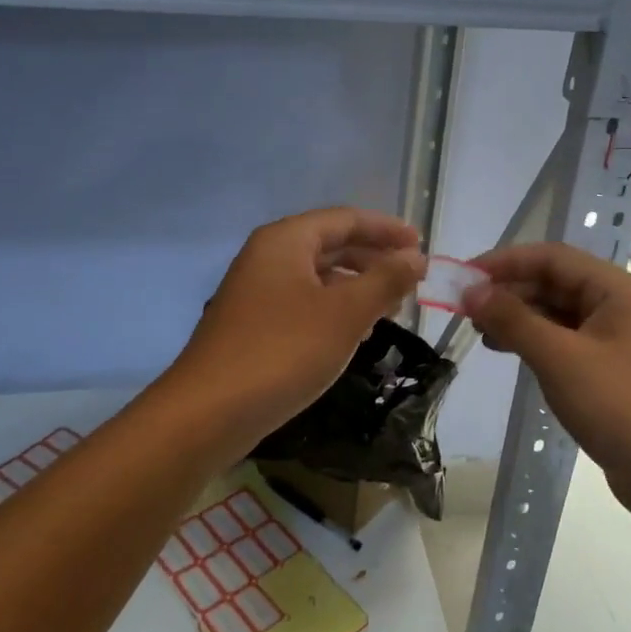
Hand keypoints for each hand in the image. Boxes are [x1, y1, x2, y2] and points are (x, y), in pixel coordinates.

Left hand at [171, 208, 425, 444]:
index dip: (386, 229)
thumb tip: (416, 257)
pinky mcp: (252, 324)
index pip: (346, 219)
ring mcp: (256, 291)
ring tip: (391, 307)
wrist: (209, 412)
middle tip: (411, 277)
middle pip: (330, 244)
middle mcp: (267, 256)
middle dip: (373, 258)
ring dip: (356, 286)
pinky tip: (354, 333)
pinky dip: (334, 309)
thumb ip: (385, 280)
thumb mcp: (345, 313)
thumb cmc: (283, 351)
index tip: (421, 246)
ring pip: (317, 276)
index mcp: (286, 240)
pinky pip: (303, 302)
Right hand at [464, 243, 630, 532]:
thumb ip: (513, 319)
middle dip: (509, 290)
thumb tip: (471, 291)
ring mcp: (617, 338)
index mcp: (616, 290)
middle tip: (465, 308)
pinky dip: (535, 341)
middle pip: (555, 282)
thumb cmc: (621, 407)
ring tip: (480, 331)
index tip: (464, 277)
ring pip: (558, 312)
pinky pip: (565, 340)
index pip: (552, 257)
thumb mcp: (559, 359)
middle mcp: (619, 305)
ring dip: (519, 316)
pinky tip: (509, 352)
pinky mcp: (611, 369)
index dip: (505, 261)